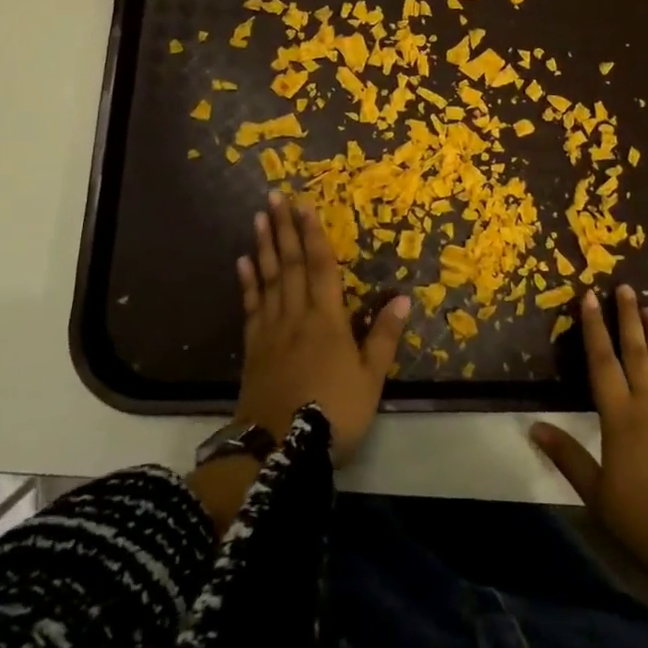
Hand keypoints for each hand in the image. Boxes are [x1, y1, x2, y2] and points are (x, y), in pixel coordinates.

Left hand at [233, 191, 408, 458]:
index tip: (305, 205)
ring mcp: (271, 331)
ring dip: (265, 246)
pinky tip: (243, 263)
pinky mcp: (253, 348)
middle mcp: (296, 316)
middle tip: (274, 197)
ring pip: (268, 279)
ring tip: (260, 218)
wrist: (278, 451)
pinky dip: (248, 282)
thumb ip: (384, 337)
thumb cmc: (332, 414)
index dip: (313, 234)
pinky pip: (251, 307)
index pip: (320, 267)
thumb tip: (403, 296)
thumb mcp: (370, 380)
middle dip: (284, 229)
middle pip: (290, 264)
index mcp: (327, 320)